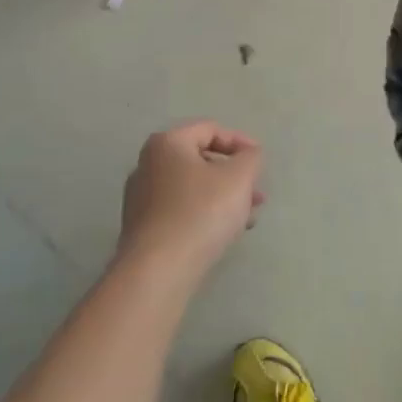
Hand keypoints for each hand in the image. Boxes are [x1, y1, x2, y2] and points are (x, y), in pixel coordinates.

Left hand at [117, 122, 264, 278]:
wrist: (158, 272)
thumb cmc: (201, 212)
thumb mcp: (239, 177)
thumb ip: (251, 157)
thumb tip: (249, 154)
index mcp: (167, 143)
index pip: (211, 129)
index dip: (241, 142)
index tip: (260, 163)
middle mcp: (148, 165)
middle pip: (201, 159)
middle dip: (234, 175)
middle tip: (257, 193)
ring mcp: (141, 198)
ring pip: (193, 187)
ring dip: (224, 197)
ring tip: (248, 217)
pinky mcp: (142, 228)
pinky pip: (181, 210)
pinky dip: (205, 213)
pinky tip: (225, 233)